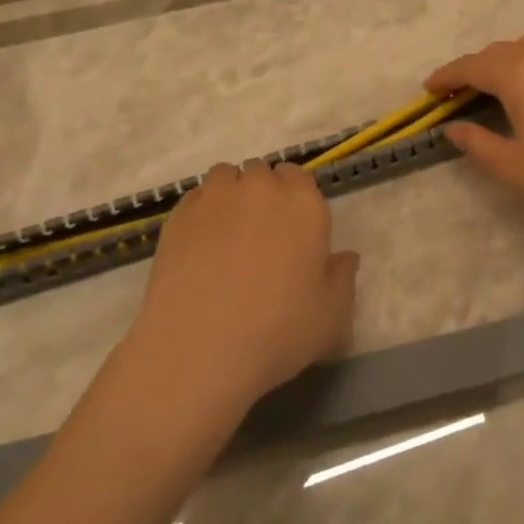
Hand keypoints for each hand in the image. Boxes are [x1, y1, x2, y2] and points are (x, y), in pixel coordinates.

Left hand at [126, 160, 357, 414]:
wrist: (199, 351)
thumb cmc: (277, 332)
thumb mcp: (331, 315)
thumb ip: (342, 277)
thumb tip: (345, 256)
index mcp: (304, 205)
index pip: (299, 176)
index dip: (294, 196)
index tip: (291, 224)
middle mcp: (261, 189)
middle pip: (262, 172)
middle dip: (262, 192)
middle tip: (260, 232)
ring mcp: (216, 198)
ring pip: (226, 176)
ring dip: (231, 193)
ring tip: (227, 231)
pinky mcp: (179, 215)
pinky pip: (195, 197)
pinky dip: (202, 211)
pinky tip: (199, 244)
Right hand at [426, 35, 523, 241]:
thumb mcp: (512, 165)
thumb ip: (477, 142)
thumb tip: (453, 128)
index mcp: (520, 76)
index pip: (473, 66)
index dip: (447, 76)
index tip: (428, 89)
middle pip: (499, 52)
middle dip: (474, 68)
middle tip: (456, 93)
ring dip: (503, 61)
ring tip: (492, 88)